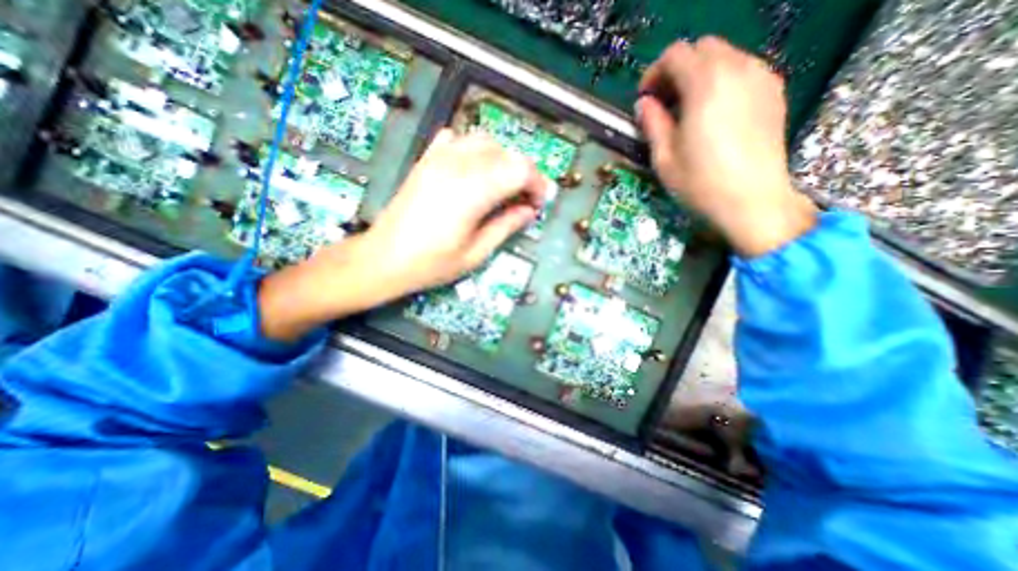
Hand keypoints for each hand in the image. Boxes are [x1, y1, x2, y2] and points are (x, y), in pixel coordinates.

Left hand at [262, 128, 547, 340]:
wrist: (383, 258)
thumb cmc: (431, 264)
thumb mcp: (476, 253)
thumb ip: (506, 226)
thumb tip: (529, 211)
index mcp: (472, 192)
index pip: (519, 169)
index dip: (536, 184)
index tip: (538, 204)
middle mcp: (457, 166)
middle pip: (505, 152)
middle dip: (522, 173)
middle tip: (523, 199)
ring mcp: (438, 159)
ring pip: (484, 141)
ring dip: (501, 160)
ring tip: (502, 185)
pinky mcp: (426, 161)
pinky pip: (456, 139)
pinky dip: (472, 150)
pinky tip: (473, 170)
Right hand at [635, 35, 816, 257]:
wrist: (753, 201)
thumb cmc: (701, 183)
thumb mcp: (664, 158)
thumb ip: (652, 123)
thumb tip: (644, 104)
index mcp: (705, 84)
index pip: (676, 54)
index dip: (654, 73)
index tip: (645, 98)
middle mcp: (737, 69)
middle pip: (702, 48)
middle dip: (677, 69)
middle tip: (664, 102)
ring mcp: (761, 78)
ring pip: (725, 56)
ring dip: (700, 74)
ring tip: (687, 109)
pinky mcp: (774, 92)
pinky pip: (743, 70)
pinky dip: (722, 80)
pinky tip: (714, 112)